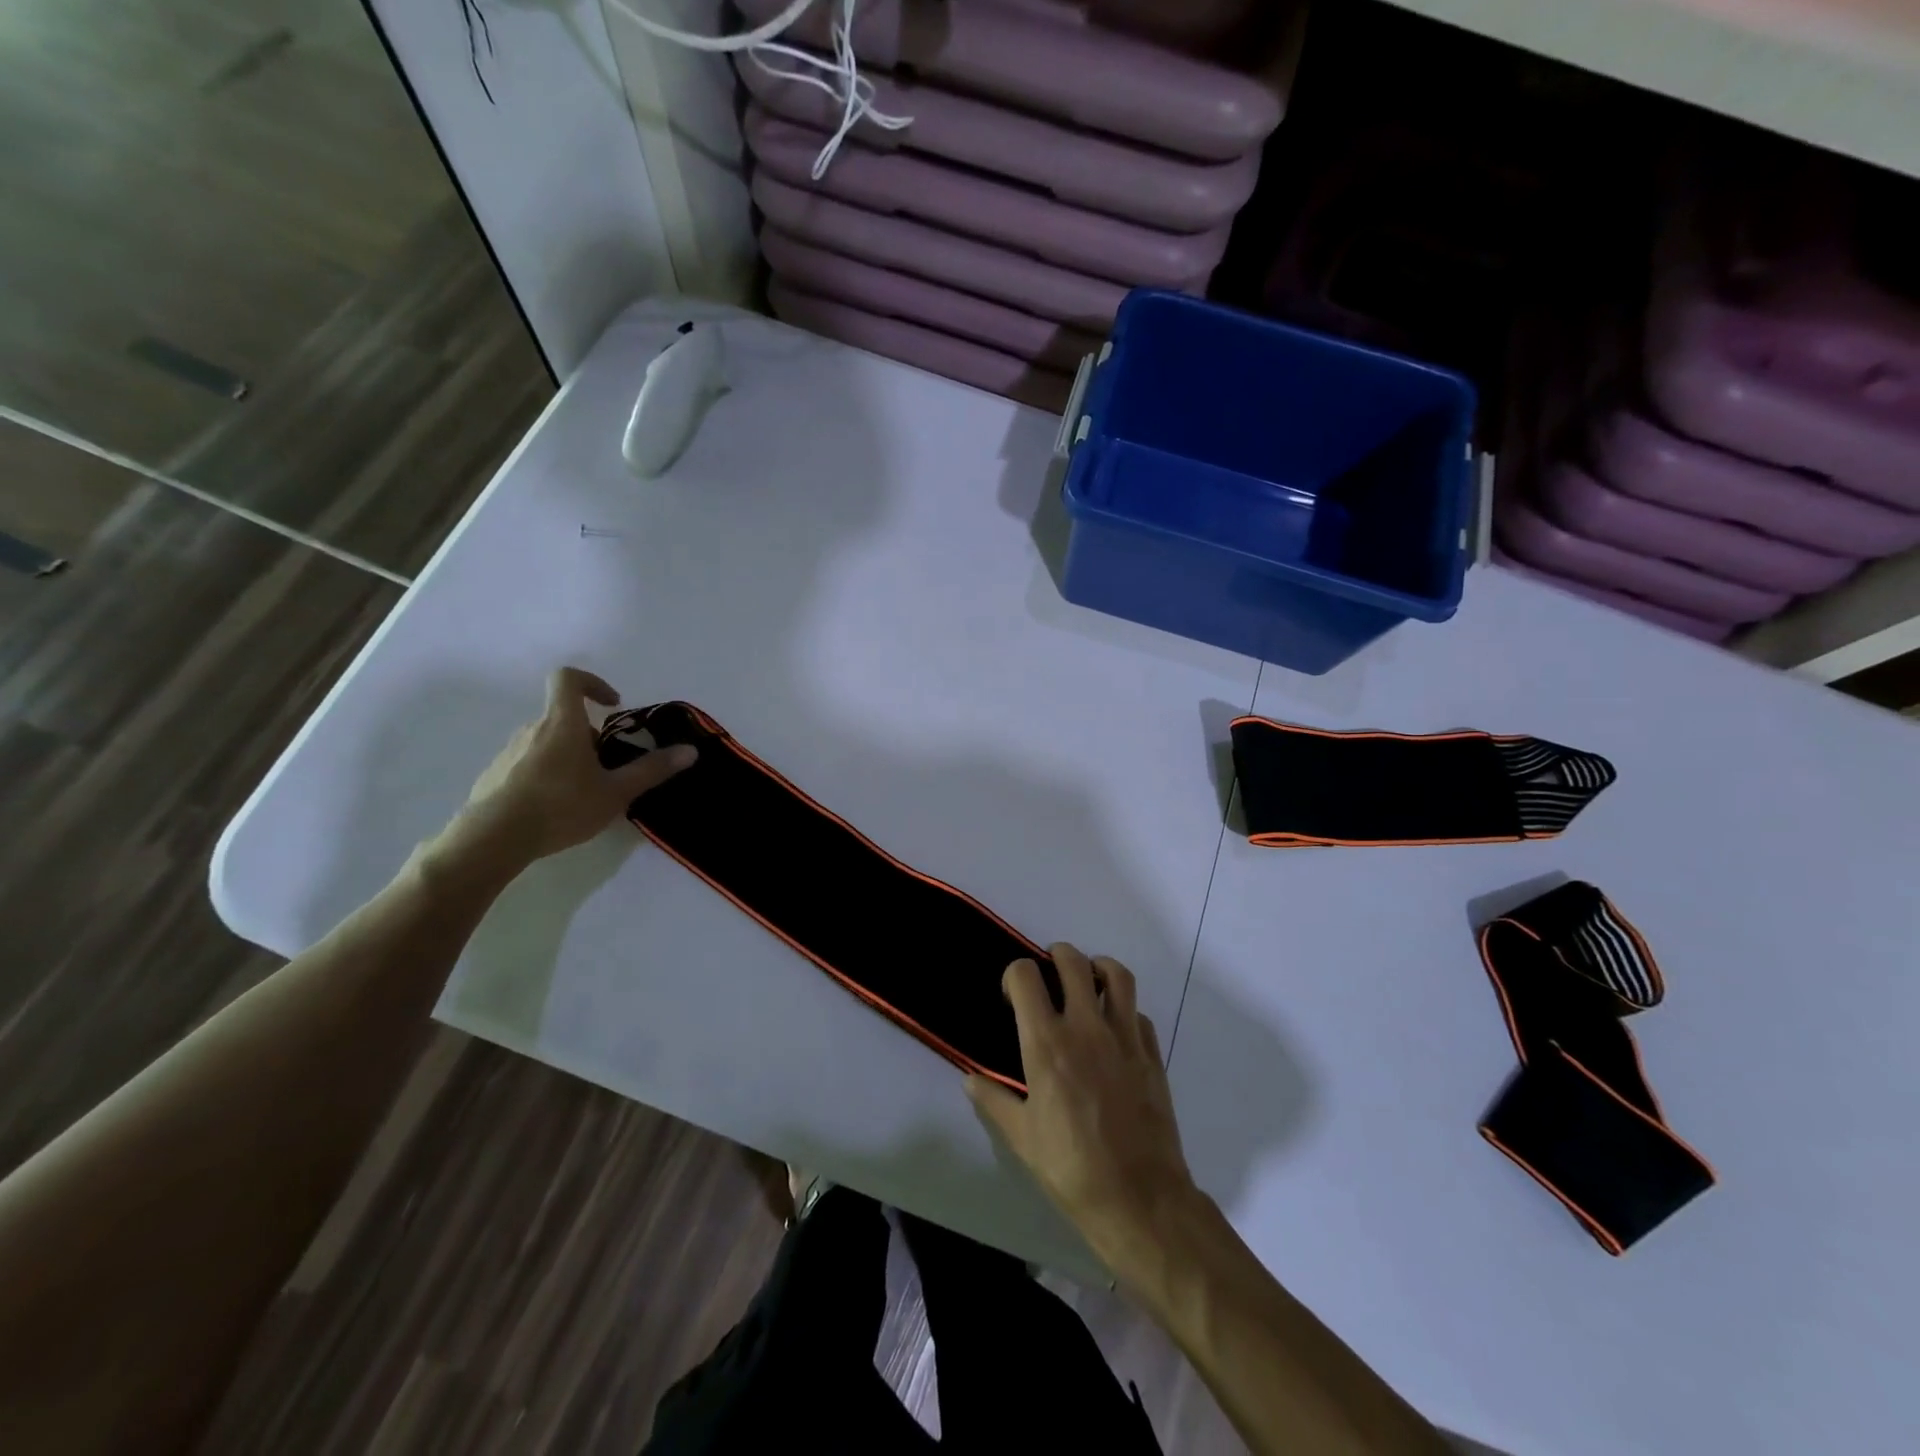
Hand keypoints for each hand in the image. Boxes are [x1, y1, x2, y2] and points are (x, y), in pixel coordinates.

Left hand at [443, 667, 695, 869]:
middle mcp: (532, 730)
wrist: (492, 840)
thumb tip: (691, 751)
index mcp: (562, 723)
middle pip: (564, 717)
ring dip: (569, 756)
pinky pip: (527, 764)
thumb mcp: (615, 792)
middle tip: (609, 766)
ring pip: (546, 742)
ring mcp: (509, 752)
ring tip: (584, 792)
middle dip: (590, 735)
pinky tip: (555, 808)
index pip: (568, 679)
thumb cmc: (560, 807)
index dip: (592, 683)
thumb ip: (652, 770)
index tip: (613, 705)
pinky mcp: (494, 776)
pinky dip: (546, 775)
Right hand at [966, 944, 1198, 1273]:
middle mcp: (1086, 1027)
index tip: (1013, 995)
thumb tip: (970, 1079)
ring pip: (1116, 975)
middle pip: (1072, 962)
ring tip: (1087, 981)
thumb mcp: (1020, 1137)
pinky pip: (1138, 1013)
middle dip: (1055, 956)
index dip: (1015, 974)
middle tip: (1048, 973)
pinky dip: (1124, 1009)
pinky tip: (1114, 1030)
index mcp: (1046, 1043)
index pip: (1026, 976)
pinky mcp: (1151, 1053)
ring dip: (1097, 967)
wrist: (1139, 1199)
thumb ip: (994, 1100)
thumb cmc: (1071, 1168)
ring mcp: (1124, 1037)